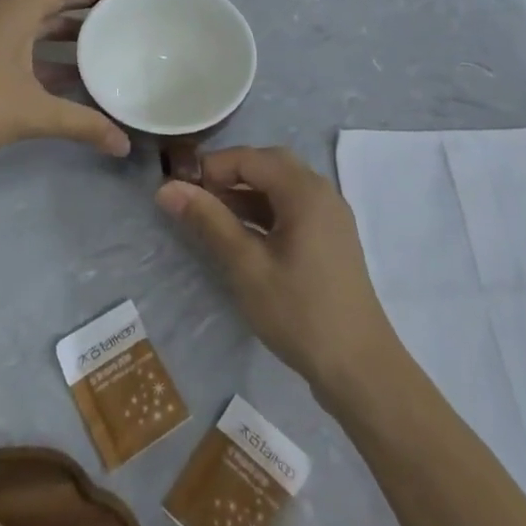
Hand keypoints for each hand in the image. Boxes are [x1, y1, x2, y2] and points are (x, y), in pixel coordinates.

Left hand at [0, 0, 131, 162]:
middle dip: (92, 4)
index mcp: (19, 7)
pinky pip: (29, 40)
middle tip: (128, 17)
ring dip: (73, 29)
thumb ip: (81, 124)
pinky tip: (75, 74)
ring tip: (109, 43)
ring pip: (42, 20)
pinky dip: (54, 50)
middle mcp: (7, 11)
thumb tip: (123, 145)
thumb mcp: (32, 113)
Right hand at [156, 147, 397, 401]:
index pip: (250, 158)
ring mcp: (330, 216)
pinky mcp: (330, 239)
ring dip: (246, 193)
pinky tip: (241, 235)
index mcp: (305, 191)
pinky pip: (293, 208)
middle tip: (196, 196)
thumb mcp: (246, 266)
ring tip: (210, 215)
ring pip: (281, 186)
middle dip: (230, 174)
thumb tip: (167, 188)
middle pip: (269, 165)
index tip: (179, 188)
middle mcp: (322, 193)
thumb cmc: (299, 312)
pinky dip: (264, 211)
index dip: (212, 166)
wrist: (359, 368)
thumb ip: (208, 221)